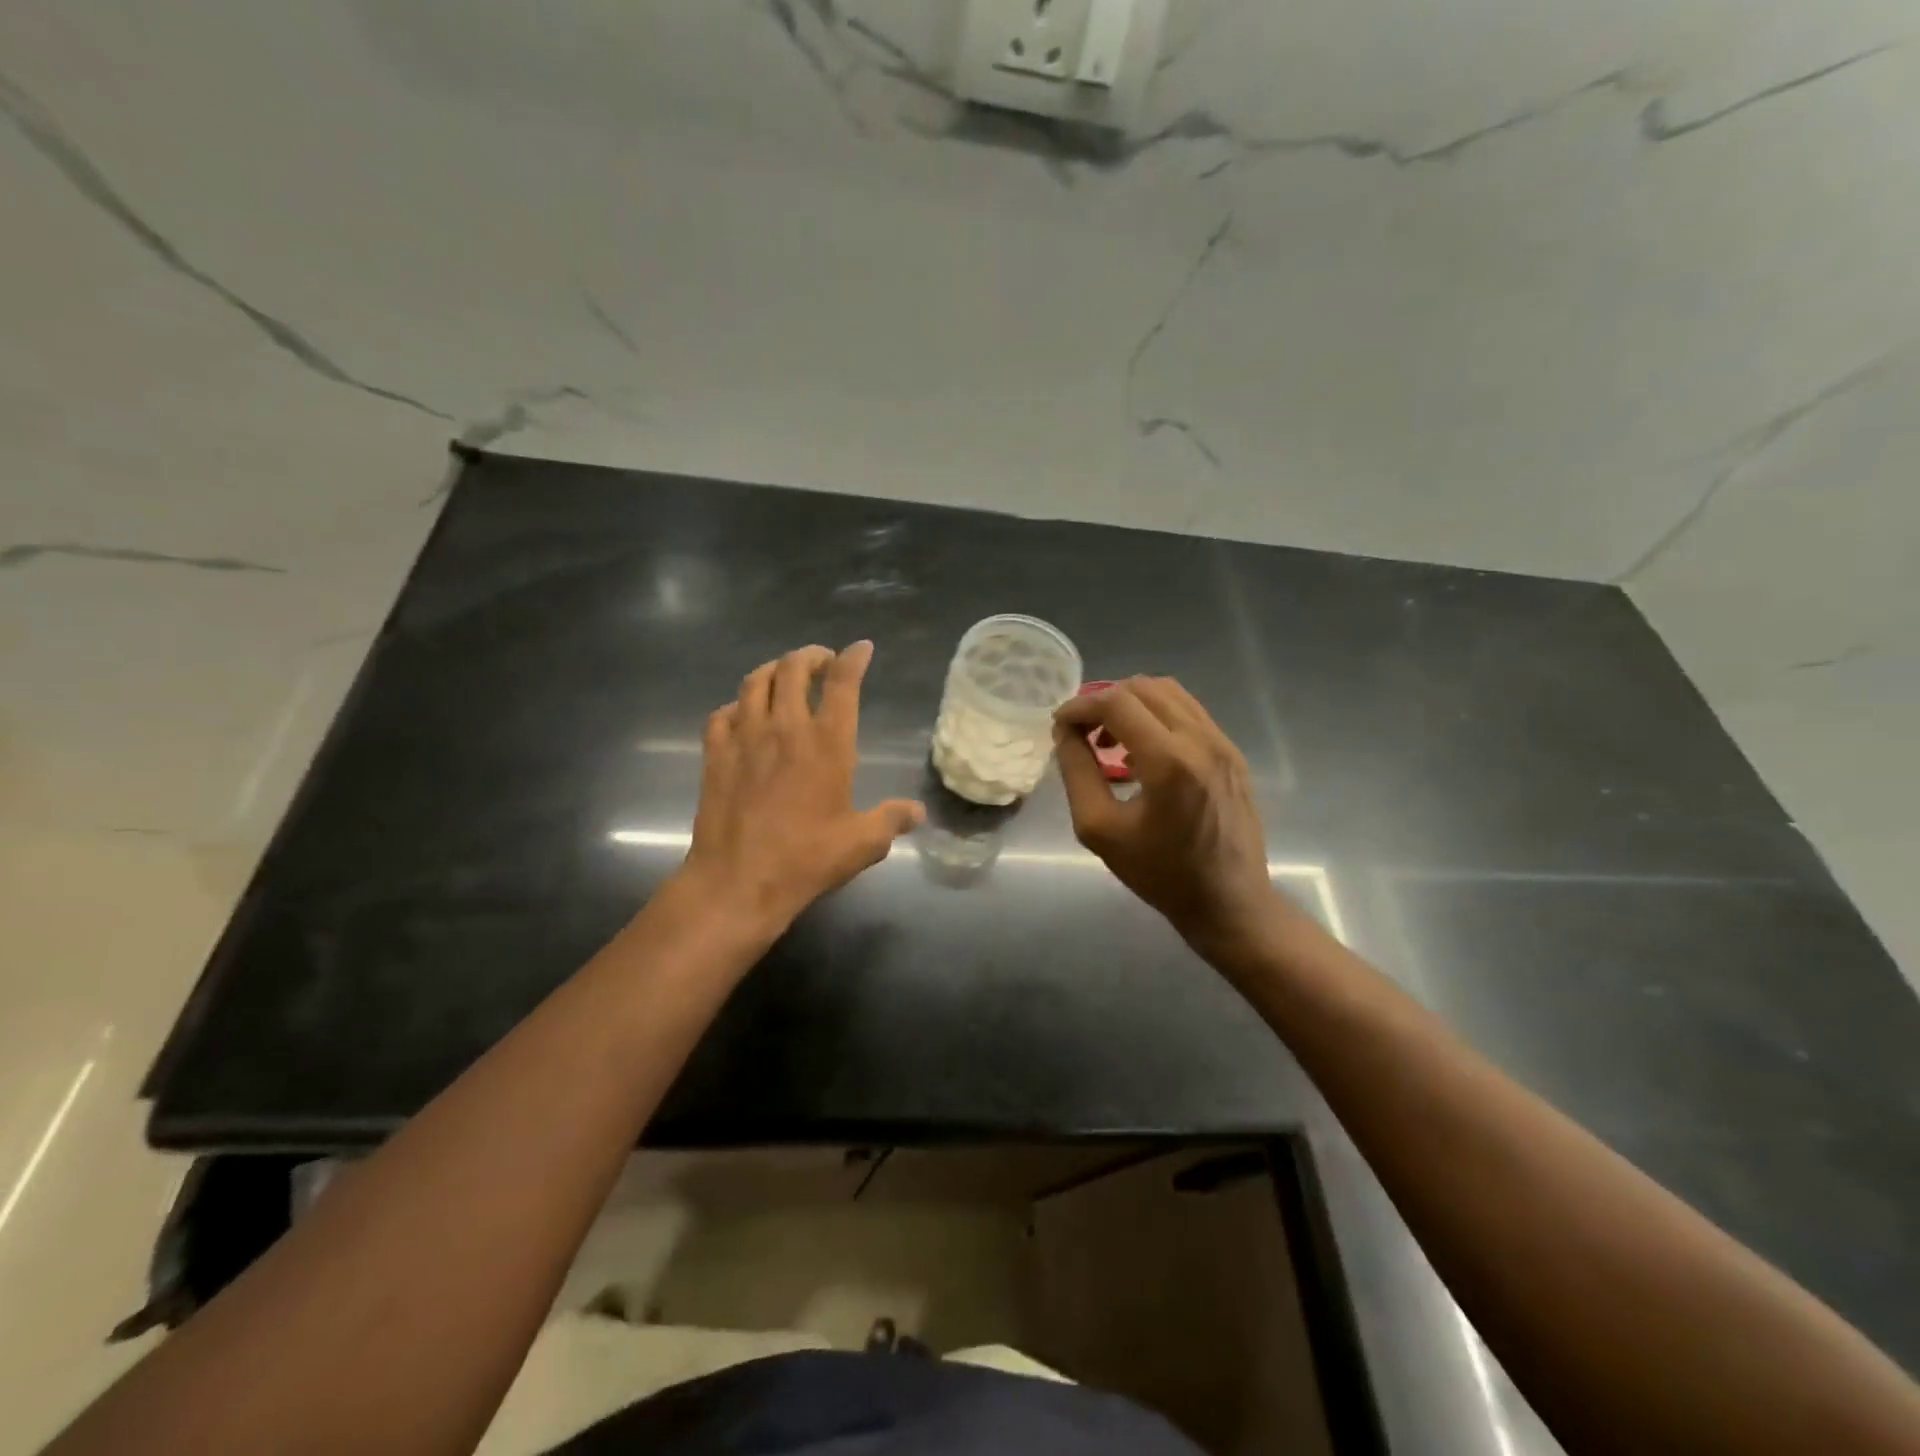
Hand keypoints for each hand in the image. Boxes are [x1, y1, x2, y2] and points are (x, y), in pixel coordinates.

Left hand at [679, 641, 924, 935]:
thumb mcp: (862, 843)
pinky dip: (736, 705)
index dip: (853, 659)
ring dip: (772, 669)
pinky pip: (722, 713)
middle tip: (821, 661)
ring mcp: (745, 737)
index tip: (861, 649)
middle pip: (793, 668)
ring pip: (755, 681)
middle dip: (810, 655)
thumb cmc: (806, 859)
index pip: (843, 682)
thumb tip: (918, 812)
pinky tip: (742, 715)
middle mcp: (786, 728)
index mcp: (828, 742)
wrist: (738, 880)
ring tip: (783, 675)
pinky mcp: (715, 754)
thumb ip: (892, 820)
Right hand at [1054, 677, 1281, 956]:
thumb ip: (1077, 771)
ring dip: (1131, 704)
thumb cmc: (1159, 874)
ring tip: (1109, 739)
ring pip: (1169, 692)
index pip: (1117, 702)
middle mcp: (1202, 741)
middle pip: (1143, 688)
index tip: (1060, 725)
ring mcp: (1223, 744)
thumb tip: (1065, 731)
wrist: (1229, 903)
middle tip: (1082, 731)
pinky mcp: (1232, 753)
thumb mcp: (1099, 828)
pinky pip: (1189, 712)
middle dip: (1104, 700)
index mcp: (1170, 762)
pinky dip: (1156, 716)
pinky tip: (1141, 750)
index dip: (1080, 706)